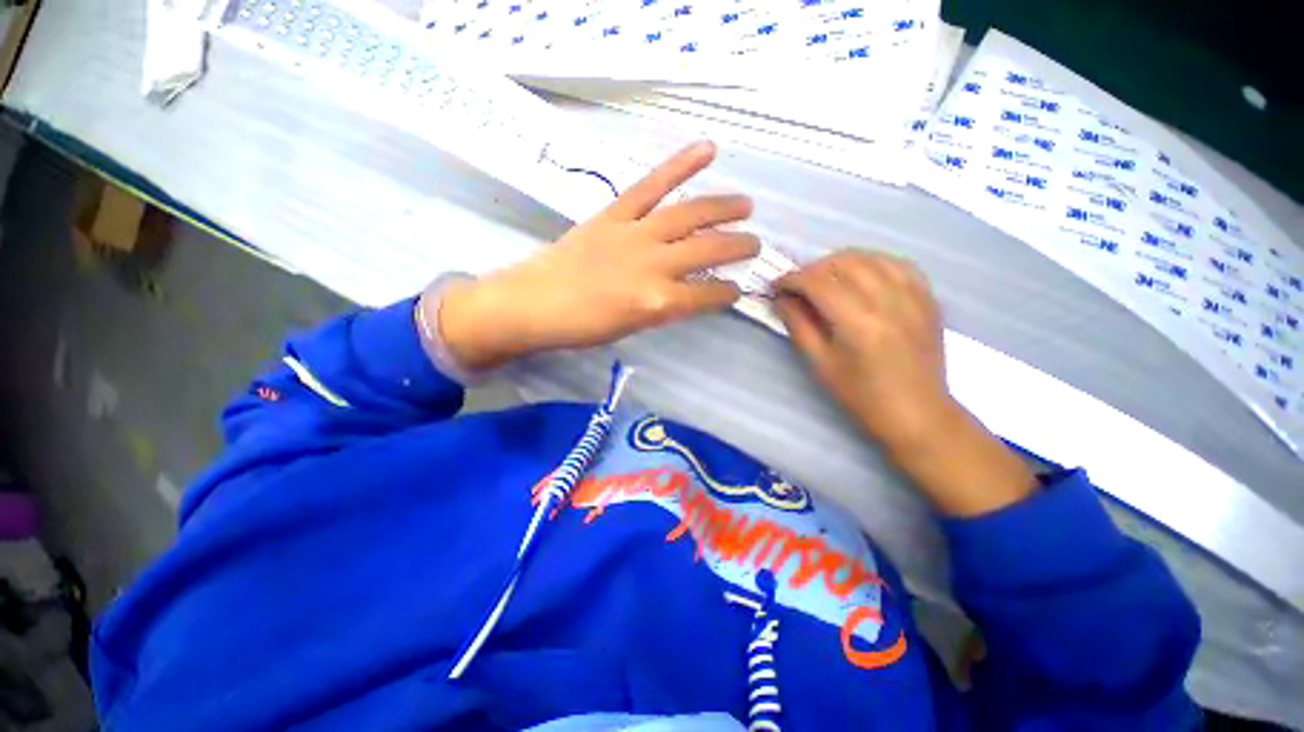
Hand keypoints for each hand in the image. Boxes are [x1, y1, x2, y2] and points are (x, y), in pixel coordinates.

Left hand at [428, 142, 759, 370]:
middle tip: (755, 245)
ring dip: (723, 209)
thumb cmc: (583, 327)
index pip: (708, 296)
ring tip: (746, 205)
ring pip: (689, 216)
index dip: (727, 293)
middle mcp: (655, 266)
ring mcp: (635, 234)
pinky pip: (651, 186)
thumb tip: (690, 294)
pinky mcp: (615, 214)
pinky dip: (679, 166)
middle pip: (708, 251)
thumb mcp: (632, 328)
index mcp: (658, 303)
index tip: (736, 290)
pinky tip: (707, 150)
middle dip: (738, 247)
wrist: (534, 303)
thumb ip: (665, 308)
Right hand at [774, 251, 950, 451]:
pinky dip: (875, 261)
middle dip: (814, 268)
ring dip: (842, 261)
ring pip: (872, 257)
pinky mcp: (928, 299)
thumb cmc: (861, 395)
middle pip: (845, 263)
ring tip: (826, 276)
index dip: (792, 279)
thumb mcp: (821, 364)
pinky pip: (900, 264)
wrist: (916, 413)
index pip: (819, 284)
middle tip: (799, 284)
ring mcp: (914, 297)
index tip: (777, 285)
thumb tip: (781, 298)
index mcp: (858, 323)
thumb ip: (799, 325)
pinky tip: (863, 272)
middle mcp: (888, 302)